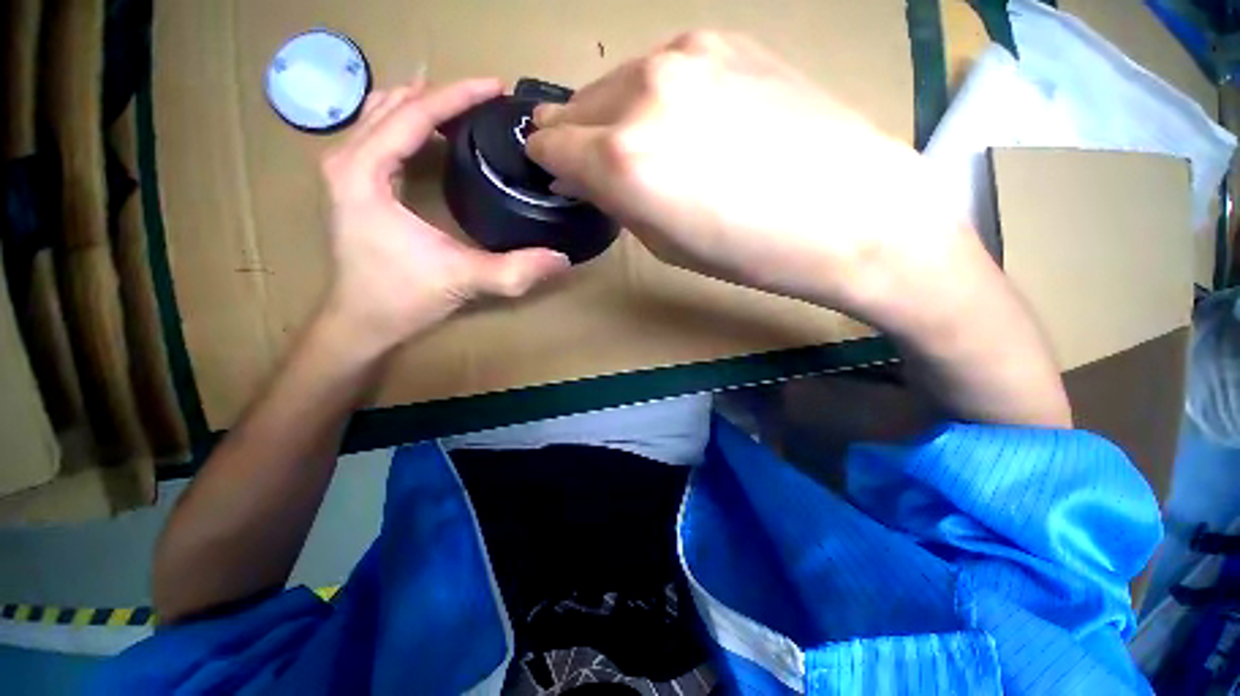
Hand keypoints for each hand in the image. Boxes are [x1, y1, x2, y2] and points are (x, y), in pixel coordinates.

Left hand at [319, 78, 569, 355]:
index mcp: (364, 171)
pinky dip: (409, 124)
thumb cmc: (401, 298)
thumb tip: (562, 259)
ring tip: (466, 111)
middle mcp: (347, 159)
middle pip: (395, 103)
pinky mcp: (353, 184)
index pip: (413, 114)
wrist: (360, 323)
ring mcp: (345, 169)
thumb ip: (515, 270)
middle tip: (488, 101)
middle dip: (443, 95)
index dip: (458, 96)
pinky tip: (436, 136)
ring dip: (425, 105)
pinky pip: (379, 134)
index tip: (497, 87)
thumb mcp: (463, 280)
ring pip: (382, 113)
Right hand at [525, 31, 985, 331]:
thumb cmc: (749, 252)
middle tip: (592, 163)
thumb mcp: (664, 243)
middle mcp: (642, 94)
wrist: (849, 212)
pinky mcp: (725, 39)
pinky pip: (661, 68)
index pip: (552, 146)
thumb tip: (586, 177)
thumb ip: (616, 202)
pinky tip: (685, 121)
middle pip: (576, 106)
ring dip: (613, 113)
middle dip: (574, 136)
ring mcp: (685, 55)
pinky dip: (654, 95)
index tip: (556, 175)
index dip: (548, 163)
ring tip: (642, 145)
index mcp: (623, 159)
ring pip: (616, 82)